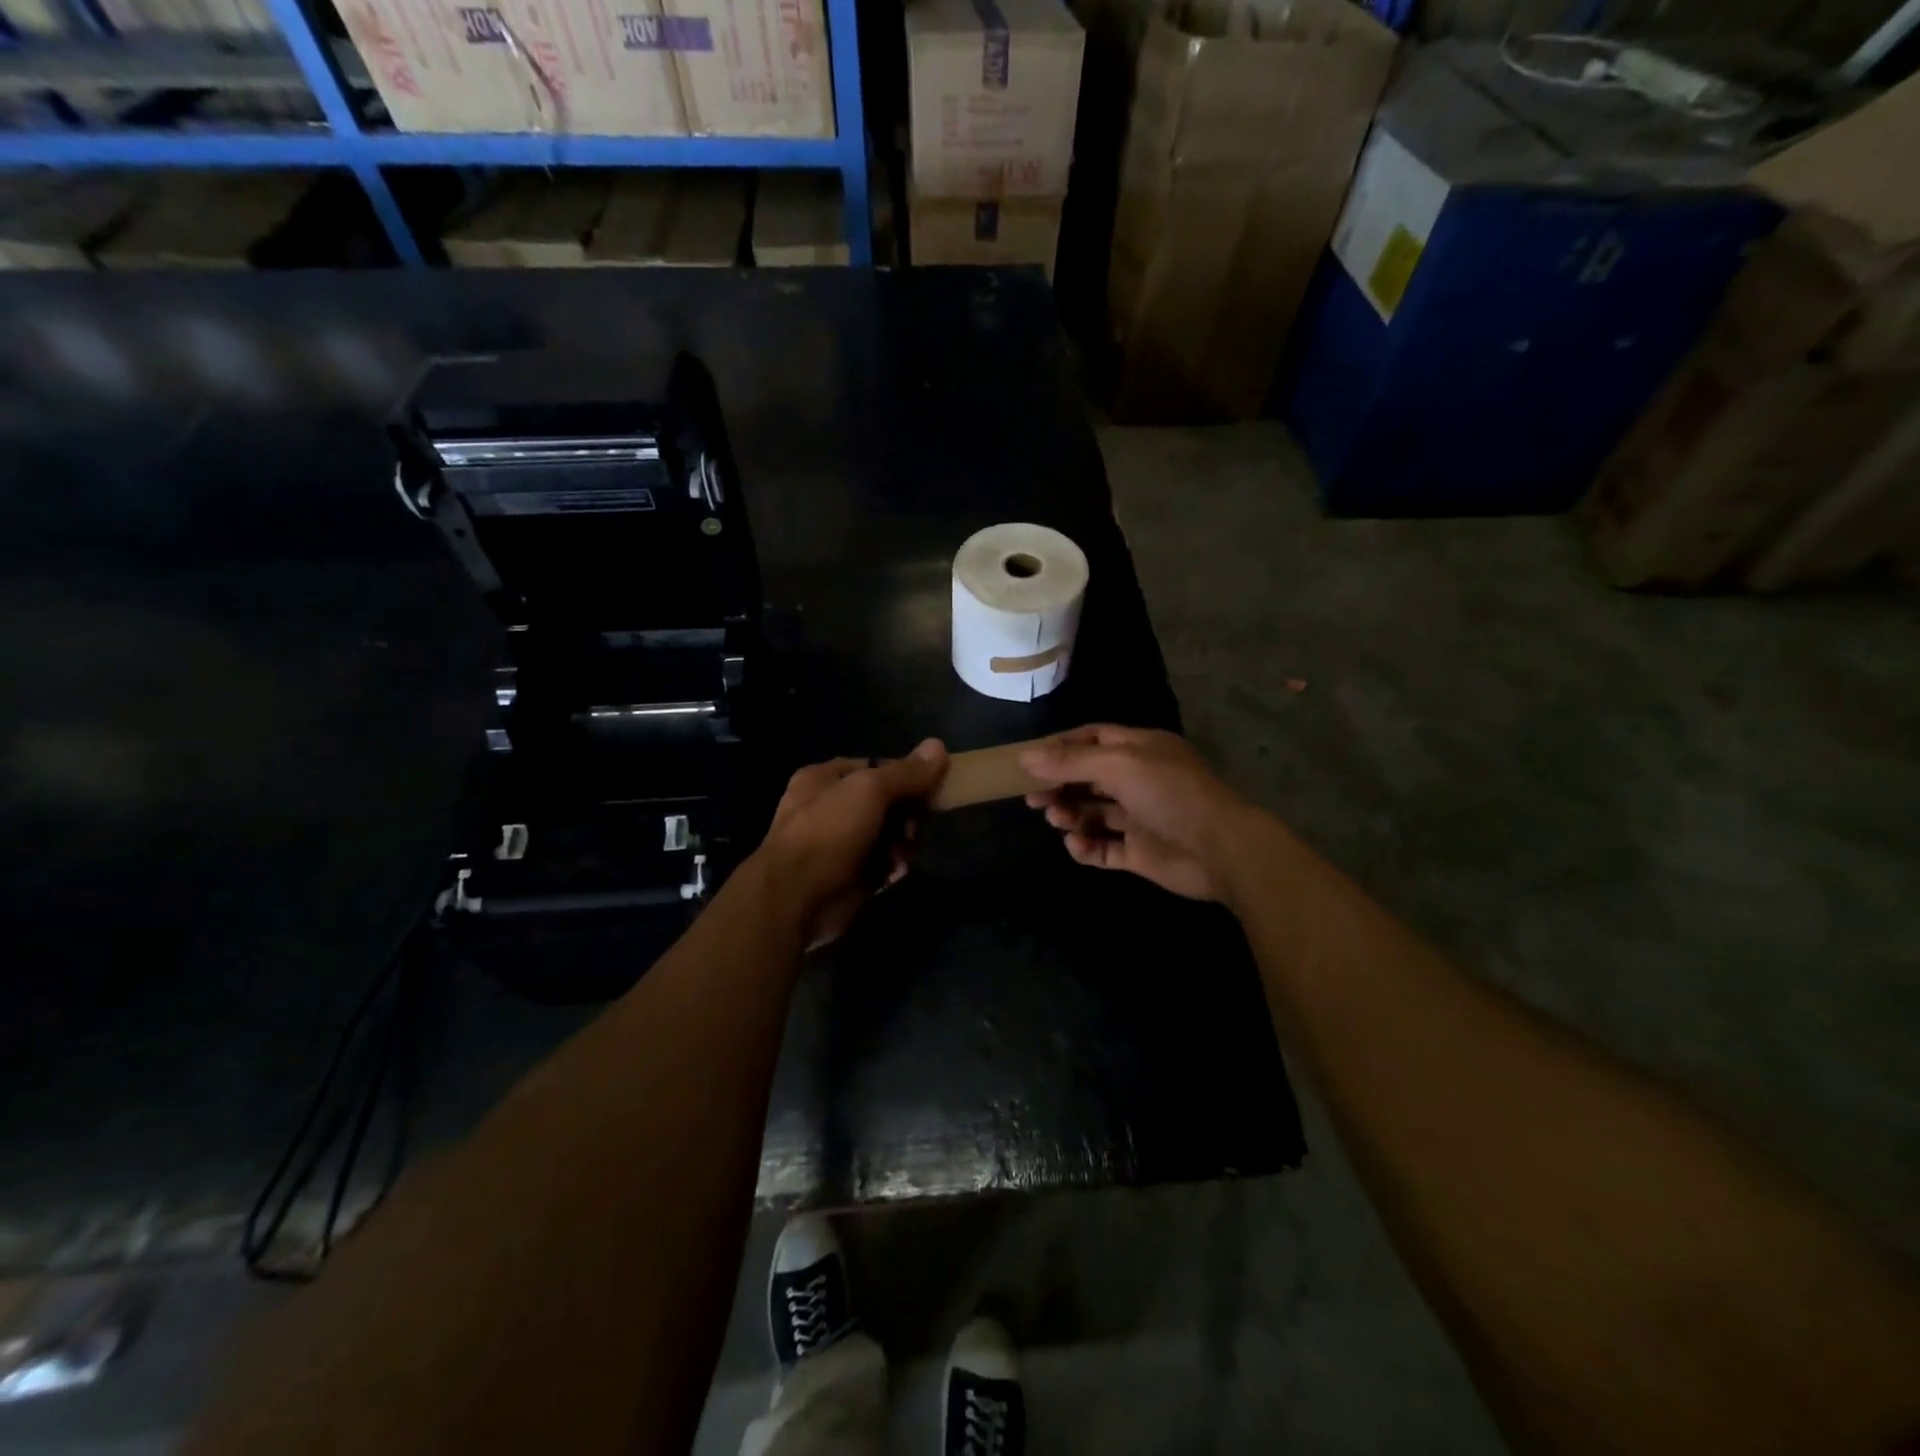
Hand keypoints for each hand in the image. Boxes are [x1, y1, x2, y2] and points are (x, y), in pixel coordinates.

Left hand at [754, 739, 949, 947]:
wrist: (795, 900)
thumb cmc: (829, 833)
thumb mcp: (869, 790)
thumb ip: (906, 772)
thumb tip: (938, 745)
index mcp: (824, 779)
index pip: (875, 767)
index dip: (905, 774)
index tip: (932, 786)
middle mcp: (828, 808)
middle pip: (884, 802)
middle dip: (906, 813)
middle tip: (917, 825)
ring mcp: (837, 845)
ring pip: (885, 835)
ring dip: (902, 842)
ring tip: (906, 852)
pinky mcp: (847, 877)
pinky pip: (880, 864)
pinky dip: (892, 866)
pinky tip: (897, 871)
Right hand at [1021, 725, 1261, 901]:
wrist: (1221, 849)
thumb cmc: (1171, 794)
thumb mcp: (1119, 765)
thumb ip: (1071, 761)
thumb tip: (1025, 757)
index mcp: (1140, 750)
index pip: (1093, 739)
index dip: (1061, 747)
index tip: (1029, 761)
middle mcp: (1138, 780)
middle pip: (1087, 777)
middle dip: (1059, 785)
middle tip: (1032, 798)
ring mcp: (1139, 818)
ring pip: (1092, 812)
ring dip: (1069, 814)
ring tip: (1057, 819)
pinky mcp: (1139, 853)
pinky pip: (1103, 848)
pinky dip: (1086, 846)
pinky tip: (1077, 844)